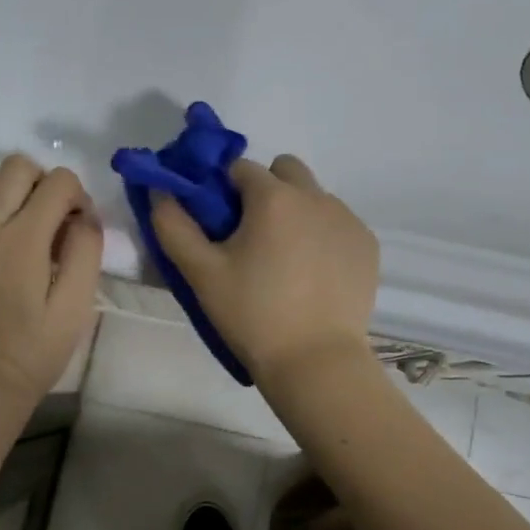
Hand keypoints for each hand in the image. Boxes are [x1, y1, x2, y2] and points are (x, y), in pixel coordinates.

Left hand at [0, 156, 102, 414]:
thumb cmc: (35, 350)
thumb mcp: (76, 306)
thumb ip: (85, 251)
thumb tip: (85, 216)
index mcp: (23, 240)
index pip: (58, 182)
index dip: (79, 196)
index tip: (80, 226)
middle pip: (17, 167)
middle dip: (45, 182)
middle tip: (52, 218)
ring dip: (4, 184)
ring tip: (16, 215)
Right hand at [152, 154, 378, 388]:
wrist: (315, 361)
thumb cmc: (252, 315)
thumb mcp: (201, 273)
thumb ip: (173, 226)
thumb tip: (161, 191)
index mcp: (273, 197)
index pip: (240, 168)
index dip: (224, 190)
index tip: (221, 223)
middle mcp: (315, 196)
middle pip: (285, 170)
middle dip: (266, 189)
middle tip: (254, 236)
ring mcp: (347, 219)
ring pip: (314, 196)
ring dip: (297, 212)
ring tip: (286, 261)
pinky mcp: (367, 244)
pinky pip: (338, 223)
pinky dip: (323, 235)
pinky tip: (314, 274)